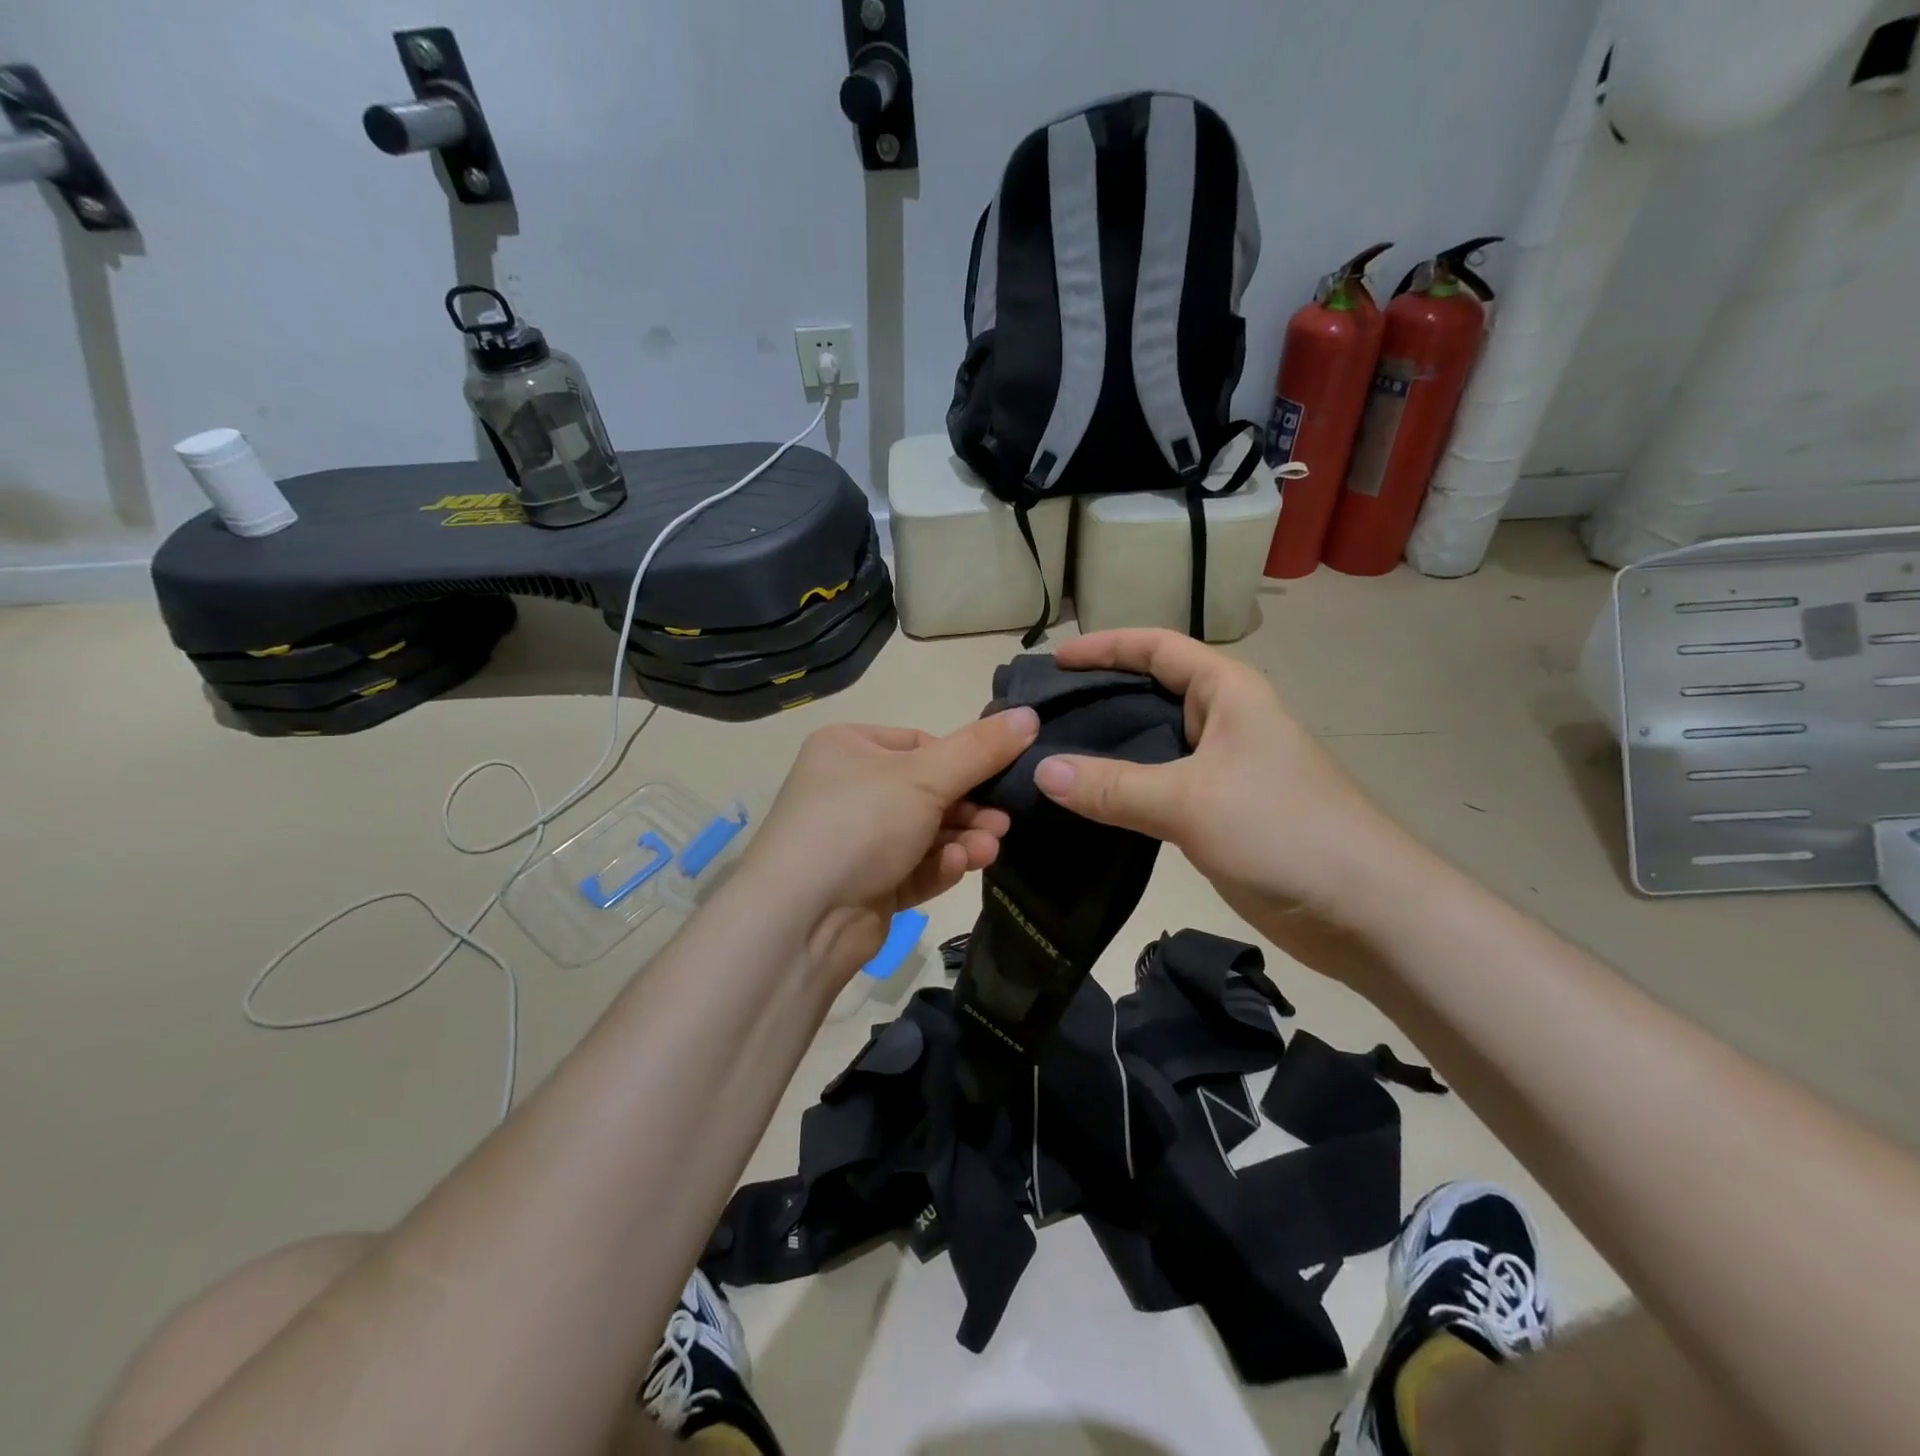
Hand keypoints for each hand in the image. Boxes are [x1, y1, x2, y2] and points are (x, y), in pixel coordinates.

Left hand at [740, 708, 1040, 982]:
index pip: (920, 744)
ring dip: (962, 839)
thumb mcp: (925, 777)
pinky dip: (938, 866)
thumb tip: (1029, 715)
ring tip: (989, 849)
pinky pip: (913, 867)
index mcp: (849, 748)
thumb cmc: (859, 824)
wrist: (800, 920)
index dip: (962, 761)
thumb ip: (980, 749)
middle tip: (1003, 823)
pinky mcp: (867, 885)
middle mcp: (849, 789)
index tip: (998, 777)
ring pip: (925, 833)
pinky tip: (956, 867)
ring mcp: (856, 841)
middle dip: (969, 809)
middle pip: (927, 791)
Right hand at [1030, 630, 1429, 977]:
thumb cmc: (1283, 830)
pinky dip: (1121, 790)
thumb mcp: (1190, 800)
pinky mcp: (1219, 813)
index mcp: (1228, 692)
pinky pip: (1158, 788)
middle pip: (1151, 693)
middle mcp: (1224, 721)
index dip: (1106, 646)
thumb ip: (1113, 786)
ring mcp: (1223, 769)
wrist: (1364, 912)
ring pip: (1152, 746)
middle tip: (1040, 716)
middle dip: (1098, 697)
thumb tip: (1040, 770)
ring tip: (1049, 756)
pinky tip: (1085, 803)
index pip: (1158, 648)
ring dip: (1106, 748)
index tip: (1056, 662)